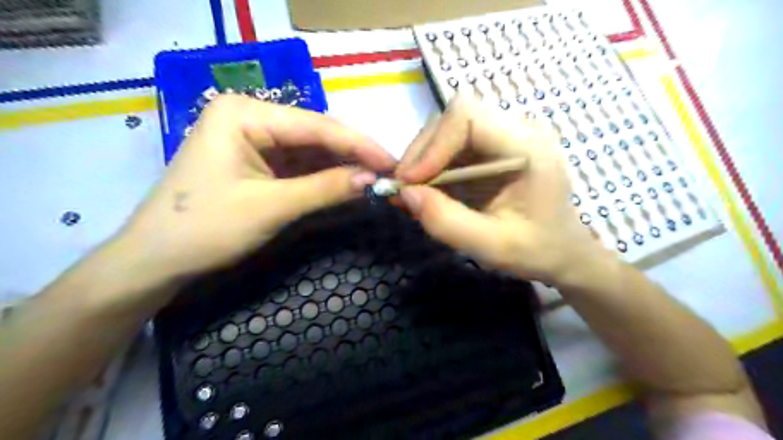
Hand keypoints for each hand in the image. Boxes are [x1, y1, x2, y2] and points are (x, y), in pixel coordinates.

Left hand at [114, 94, 394, 282]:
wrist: (154, 262)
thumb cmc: (205, 229)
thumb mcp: (271, 207)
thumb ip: (326, 188)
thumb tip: (373, 180)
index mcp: (245, 113)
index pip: (316, 126)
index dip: (359, 145)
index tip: (393, 163)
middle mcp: (250, 116)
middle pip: (315, 134)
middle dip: (352, 155)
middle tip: (388, 173)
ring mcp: (253, 139)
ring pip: (310, 150)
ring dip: (341, 166)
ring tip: (375, 179)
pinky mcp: (257, 161)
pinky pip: (299, 165)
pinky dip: (323, 176)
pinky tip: (347, 182)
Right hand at [398, 96, 611, 285]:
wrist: (563, 250)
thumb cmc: (537, 250)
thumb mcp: (492, 247)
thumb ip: (447, 222)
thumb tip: (405, 194)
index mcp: (527, 147)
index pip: (467, 116)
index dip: (432, 145)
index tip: (412, 182)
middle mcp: (517, 129)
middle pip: (453, 117)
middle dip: (422, 152)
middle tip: (406, 189)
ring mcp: (505, 135)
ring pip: (448, 129)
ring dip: (424, 159)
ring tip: (414, 193)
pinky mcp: (493, 147)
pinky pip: (453, 144)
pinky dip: (433, 165)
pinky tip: (429, 190)